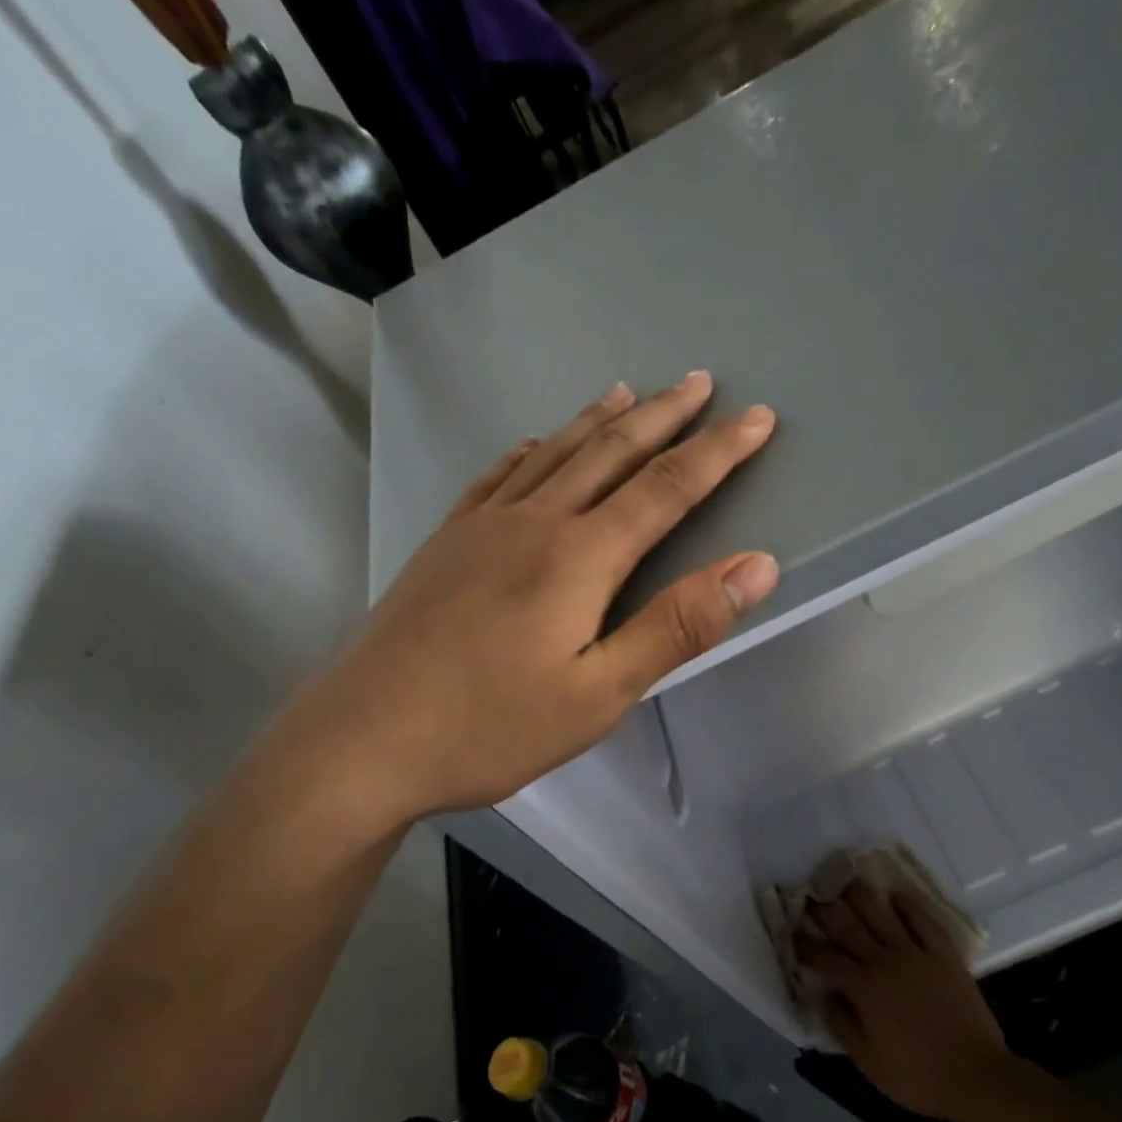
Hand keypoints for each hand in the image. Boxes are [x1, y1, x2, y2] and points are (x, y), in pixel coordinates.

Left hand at [271, 372, 778, 832]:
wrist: (364, 739)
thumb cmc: (492, 727)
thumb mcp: (600, 694)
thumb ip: (677, 627)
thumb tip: (756, 566)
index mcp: (579, 557)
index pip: (667, 488)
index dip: (718, 451)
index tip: (758, 417)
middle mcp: (533, 522)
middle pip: (611, 453)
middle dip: (663, 416)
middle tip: (698, 381)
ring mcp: (481, 527)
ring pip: (554, 453)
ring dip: (598, 421)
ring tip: (627, 392)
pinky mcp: (445, 542)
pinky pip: (498, 476)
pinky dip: (531, 449)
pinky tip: (535, 443)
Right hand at [797, 880, 1008, 1121]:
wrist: (976, 1077)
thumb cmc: (918, 1077)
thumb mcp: (868, 1063)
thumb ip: (842, 1024)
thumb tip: (824, 994)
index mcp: (864, 988)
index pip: (826, 958)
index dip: (806, 944)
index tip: (792, 932)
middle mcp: (885, 962)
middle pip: (849, 926)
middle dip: (826, 908)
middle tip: (812, 893)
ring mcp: (917, 955)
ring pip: (883, 914)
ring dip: (862, 895)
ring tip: (847, 879)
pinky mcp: (944, 956)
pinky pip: (925, 922)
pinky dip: (910, 905)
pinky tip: (897, 893)